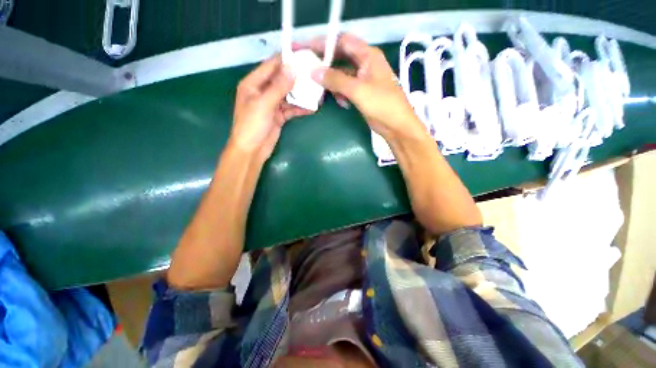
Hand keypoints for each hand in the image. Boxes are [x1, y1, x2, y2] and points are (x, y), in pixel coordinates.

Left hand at [229, 55, 311, 160]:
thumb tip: (293, 68)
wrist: (252, 150)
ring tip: (316, 91)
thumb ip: (278, 87)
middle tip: (314, 74)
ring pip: (288, 95)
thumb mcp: (264, 104)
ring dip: (301, 94)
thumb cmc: (252, 126)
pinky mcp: (279, 116)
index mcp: (253, 84)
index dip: (286, 59)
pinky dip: (300, 108)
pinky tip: (312, 108)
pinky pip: (291, 109)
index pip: (271, 66)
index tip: (303, 54)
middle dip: (297, 77)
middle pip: (282, 80)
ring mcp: (272, 104)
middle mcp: (263, 91)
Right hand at [306, 34, 426, 141]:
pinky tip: (340, 102)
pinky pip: (346, 88)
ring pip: (343, 74)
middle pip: (342, 57)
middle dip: (326, 64)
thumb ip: (335, 80)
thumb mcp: (357, 90)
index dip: (325, 43)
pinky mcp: (362, 92)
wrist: (396, 125)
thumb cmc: (381, 104)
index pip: (343, 42)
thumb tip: (314, 72)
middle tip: (310, 69)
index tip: (308, 49)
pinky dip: (341, 93)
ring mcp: (364, 79)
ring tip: (322, 90)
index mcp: (368, 56)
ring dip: (333, 82)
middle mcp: (366, 64)